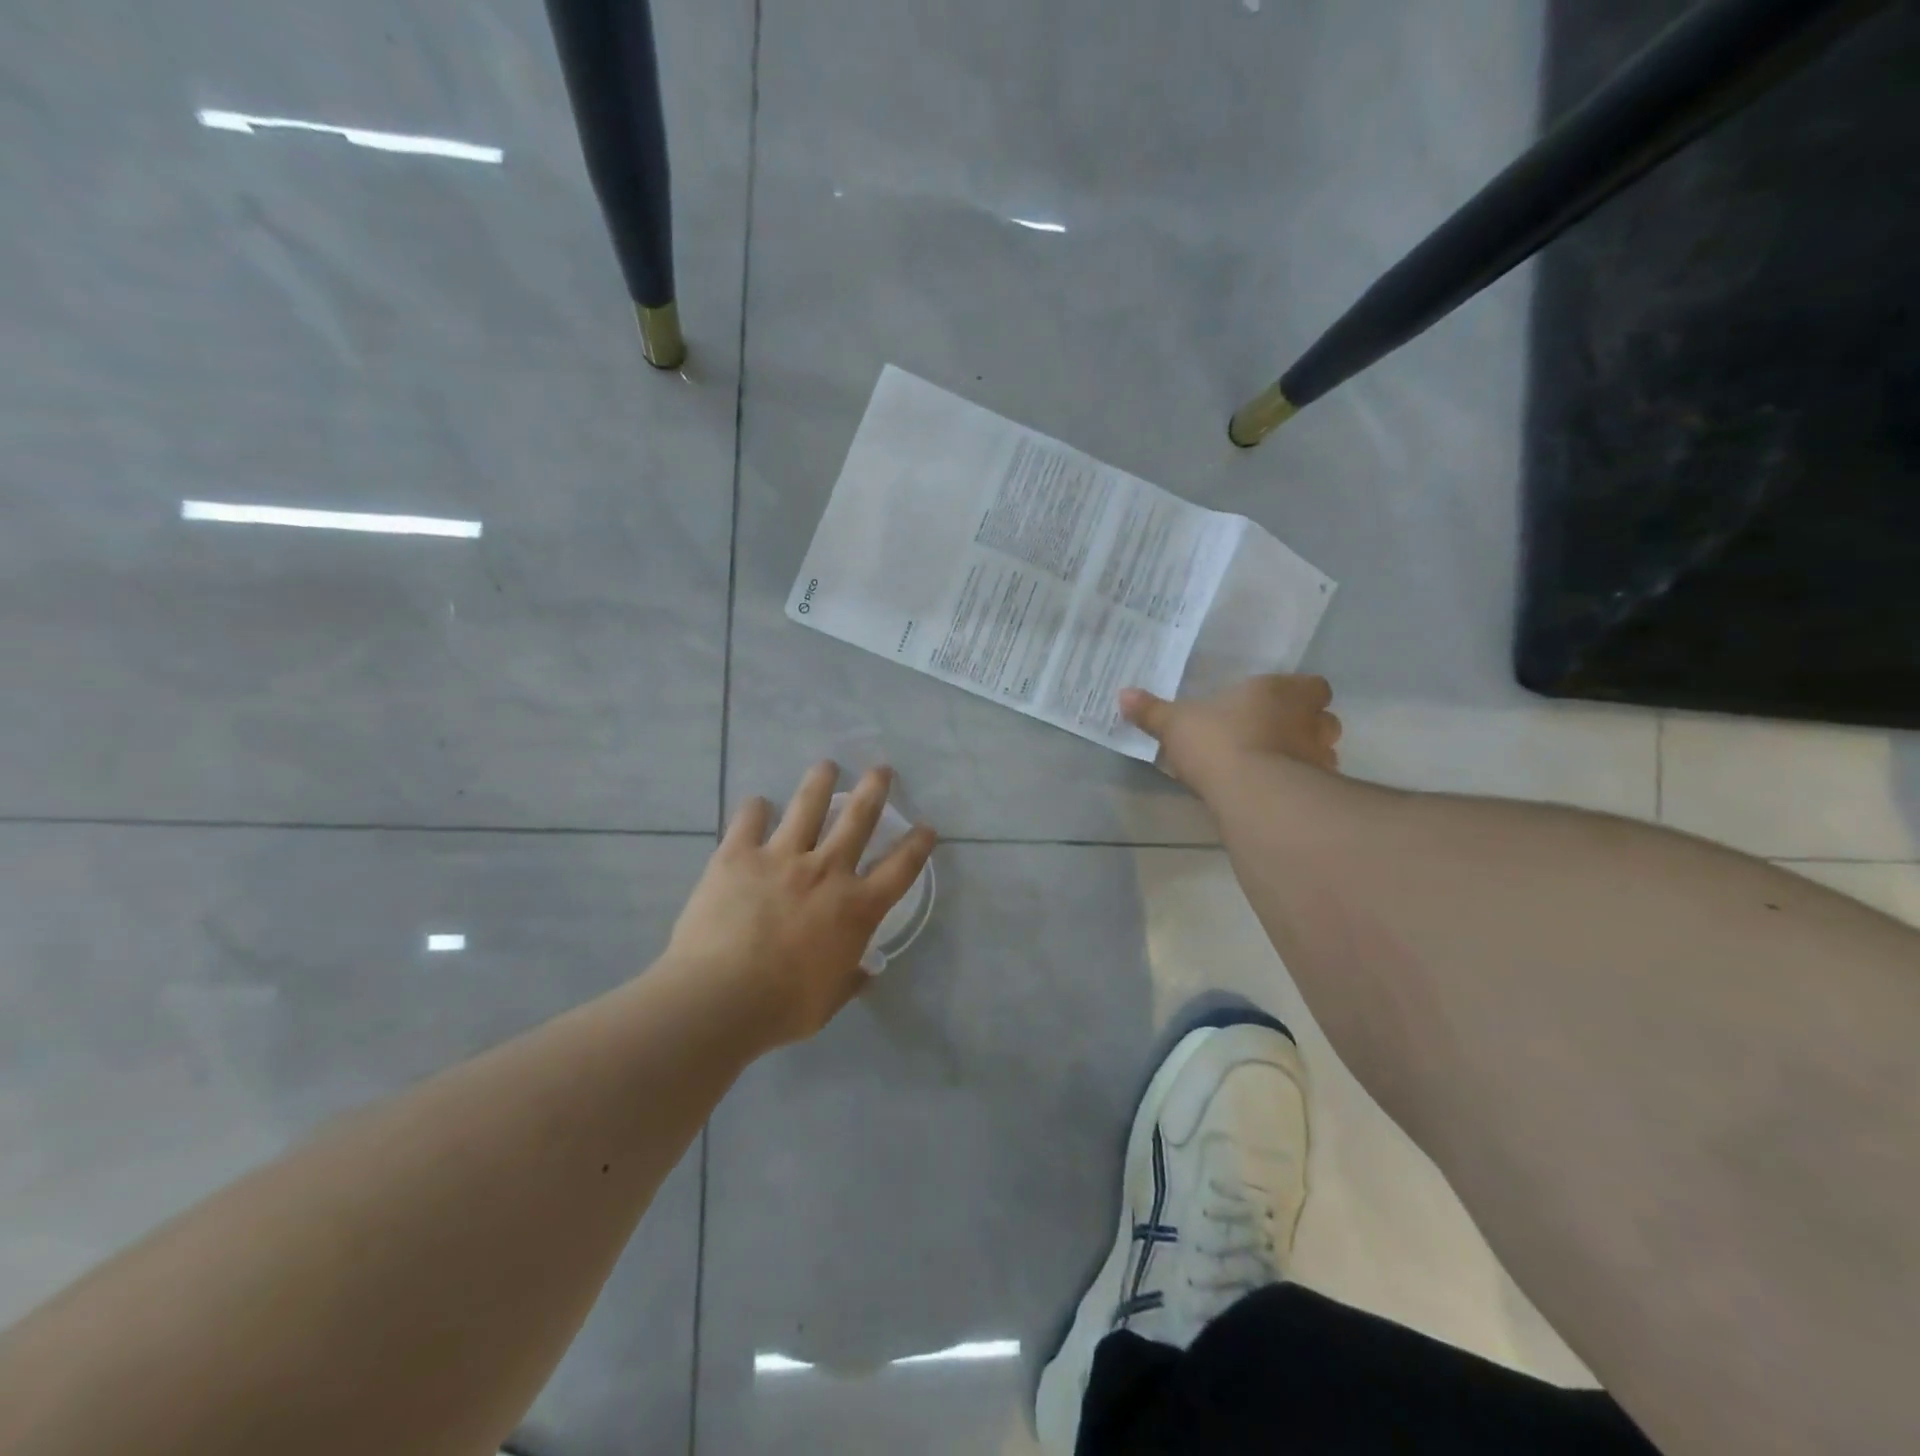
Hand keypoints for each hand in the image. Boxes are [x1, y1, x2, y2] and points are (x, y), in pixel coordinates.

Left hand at [666, 763, 936, 1047]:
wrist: (719, 998)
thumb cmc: (781, 1008)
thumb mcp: (827, 1002)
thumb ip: (849, 980)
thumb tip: (865, 972)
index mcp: (856, 908)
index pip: (900, 868)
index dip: (917, 845)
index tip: (926, 827)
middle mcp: (826, 871)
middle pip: (859, 819)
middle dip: (875, 790)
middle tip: (881, 769)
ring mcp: (781, 857)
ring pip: (808, 806)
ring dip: (820, 782)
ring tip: (827, 766)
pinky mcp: (738, 855)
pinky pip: (749, 821)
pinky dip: (754, 809)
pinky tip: (757, 803)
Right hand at [1119, 675, 1341, 787]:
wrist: (1253, 793)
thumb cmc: (1218, 742)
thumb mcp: (1176, 724)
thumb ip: (1153, 711)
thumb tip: (1123, 694)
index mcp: (1280, 692)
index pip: (1313, 686)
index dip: (1299, 694)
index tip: (1278, 704)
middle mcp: (1309, 721)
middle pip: (1324, 720)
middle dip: (1306, 727)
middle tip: (1276, 737)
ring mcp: (1319, 759)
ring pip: (1323, 754)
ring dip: (1305, 759)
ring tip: (1275, 770)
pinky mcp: (1317, 794)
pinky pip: (1314, 786)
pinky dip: (1300, 789)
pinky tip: (1274, 797)